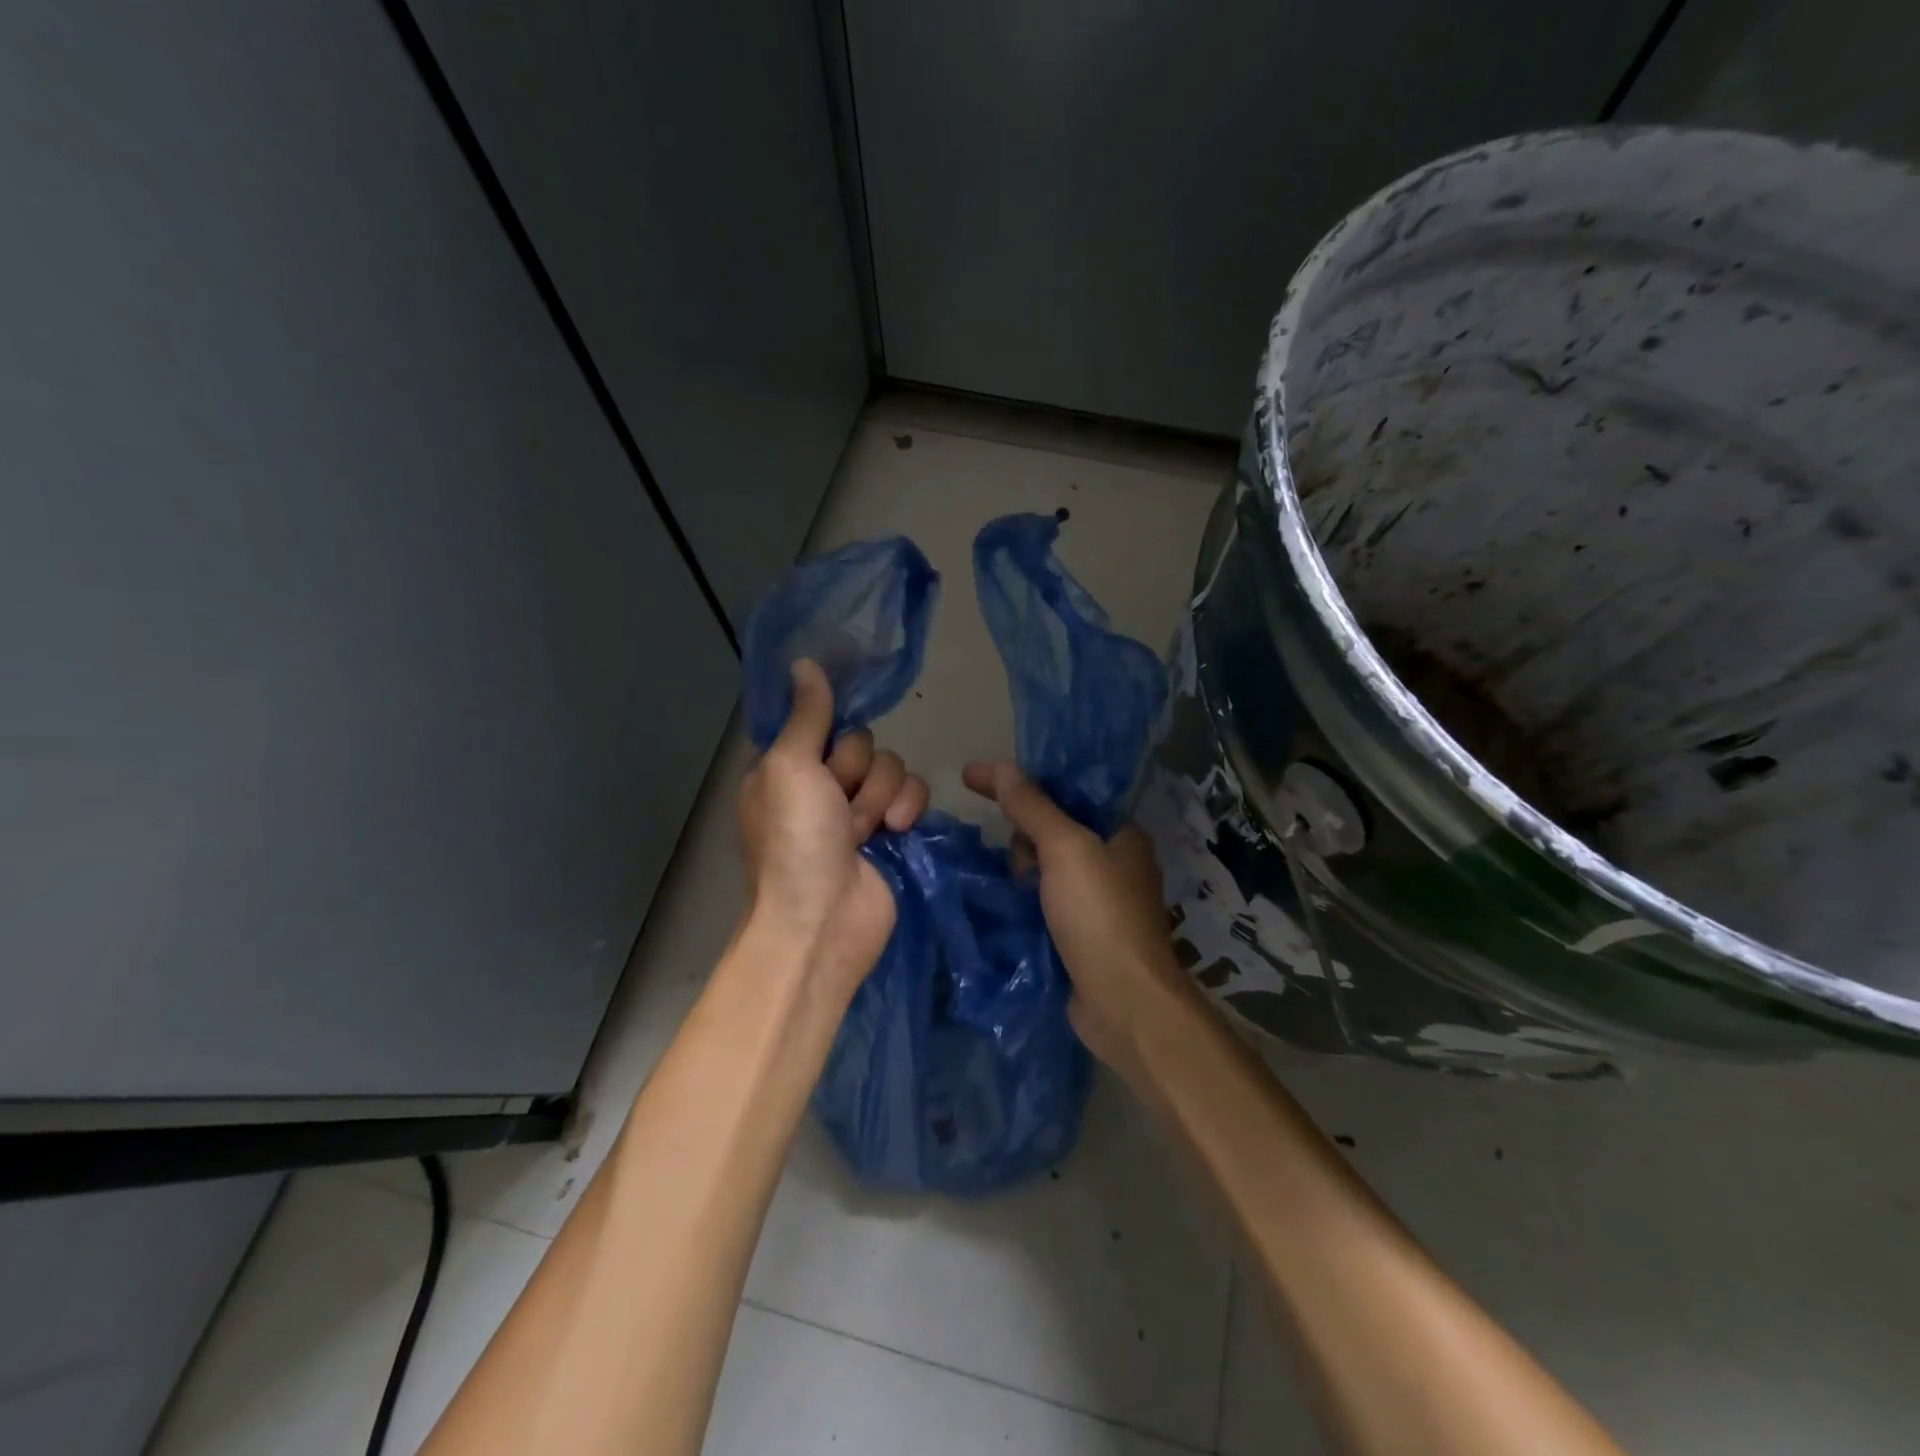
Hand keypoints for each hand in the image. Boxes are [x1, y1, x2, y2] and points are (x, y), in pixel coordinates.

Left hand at [739, 660, 929, 997]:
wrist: (825, 920)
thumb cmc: (795, 841)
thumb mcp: (789, 767)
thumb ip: (807, 715)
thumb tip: (804, 662)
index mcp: (786, 767)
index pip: (818, 719)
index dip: (832, 717)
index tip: (850, 703)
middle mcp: (821, 784)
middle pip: (862, 741)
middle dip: (857, 770)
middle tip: (839, 800)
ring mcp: (858, 809)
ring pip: (891, 765)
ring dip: (881, 795)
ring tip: (865, 830)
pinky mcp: (894, 829)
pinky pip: (914, 793)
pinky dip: (907, 809)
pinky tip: (895, 833)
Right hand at [962, 760, 1187, 1072]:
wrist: (1123, 1003)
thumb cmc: (1099, 915)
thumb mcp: (1064, 849)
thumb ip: (1033, 806)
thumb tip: (1001, 766)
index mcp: (1121, 832)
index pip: (1064, 791)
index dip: (1020, 783)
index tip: (971, 778)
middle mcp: (1114, 861)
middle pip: (1051, 829)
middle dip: (1024, 839)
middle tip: (1021, 866)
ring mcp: (1099, 901)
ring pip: (1044, 867)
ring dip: (1021, 873)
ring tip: (1016, 892)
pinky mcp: (1082, 933)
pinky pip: (1043, 899)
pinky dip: (1024, 899)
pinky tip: (1006, 906)